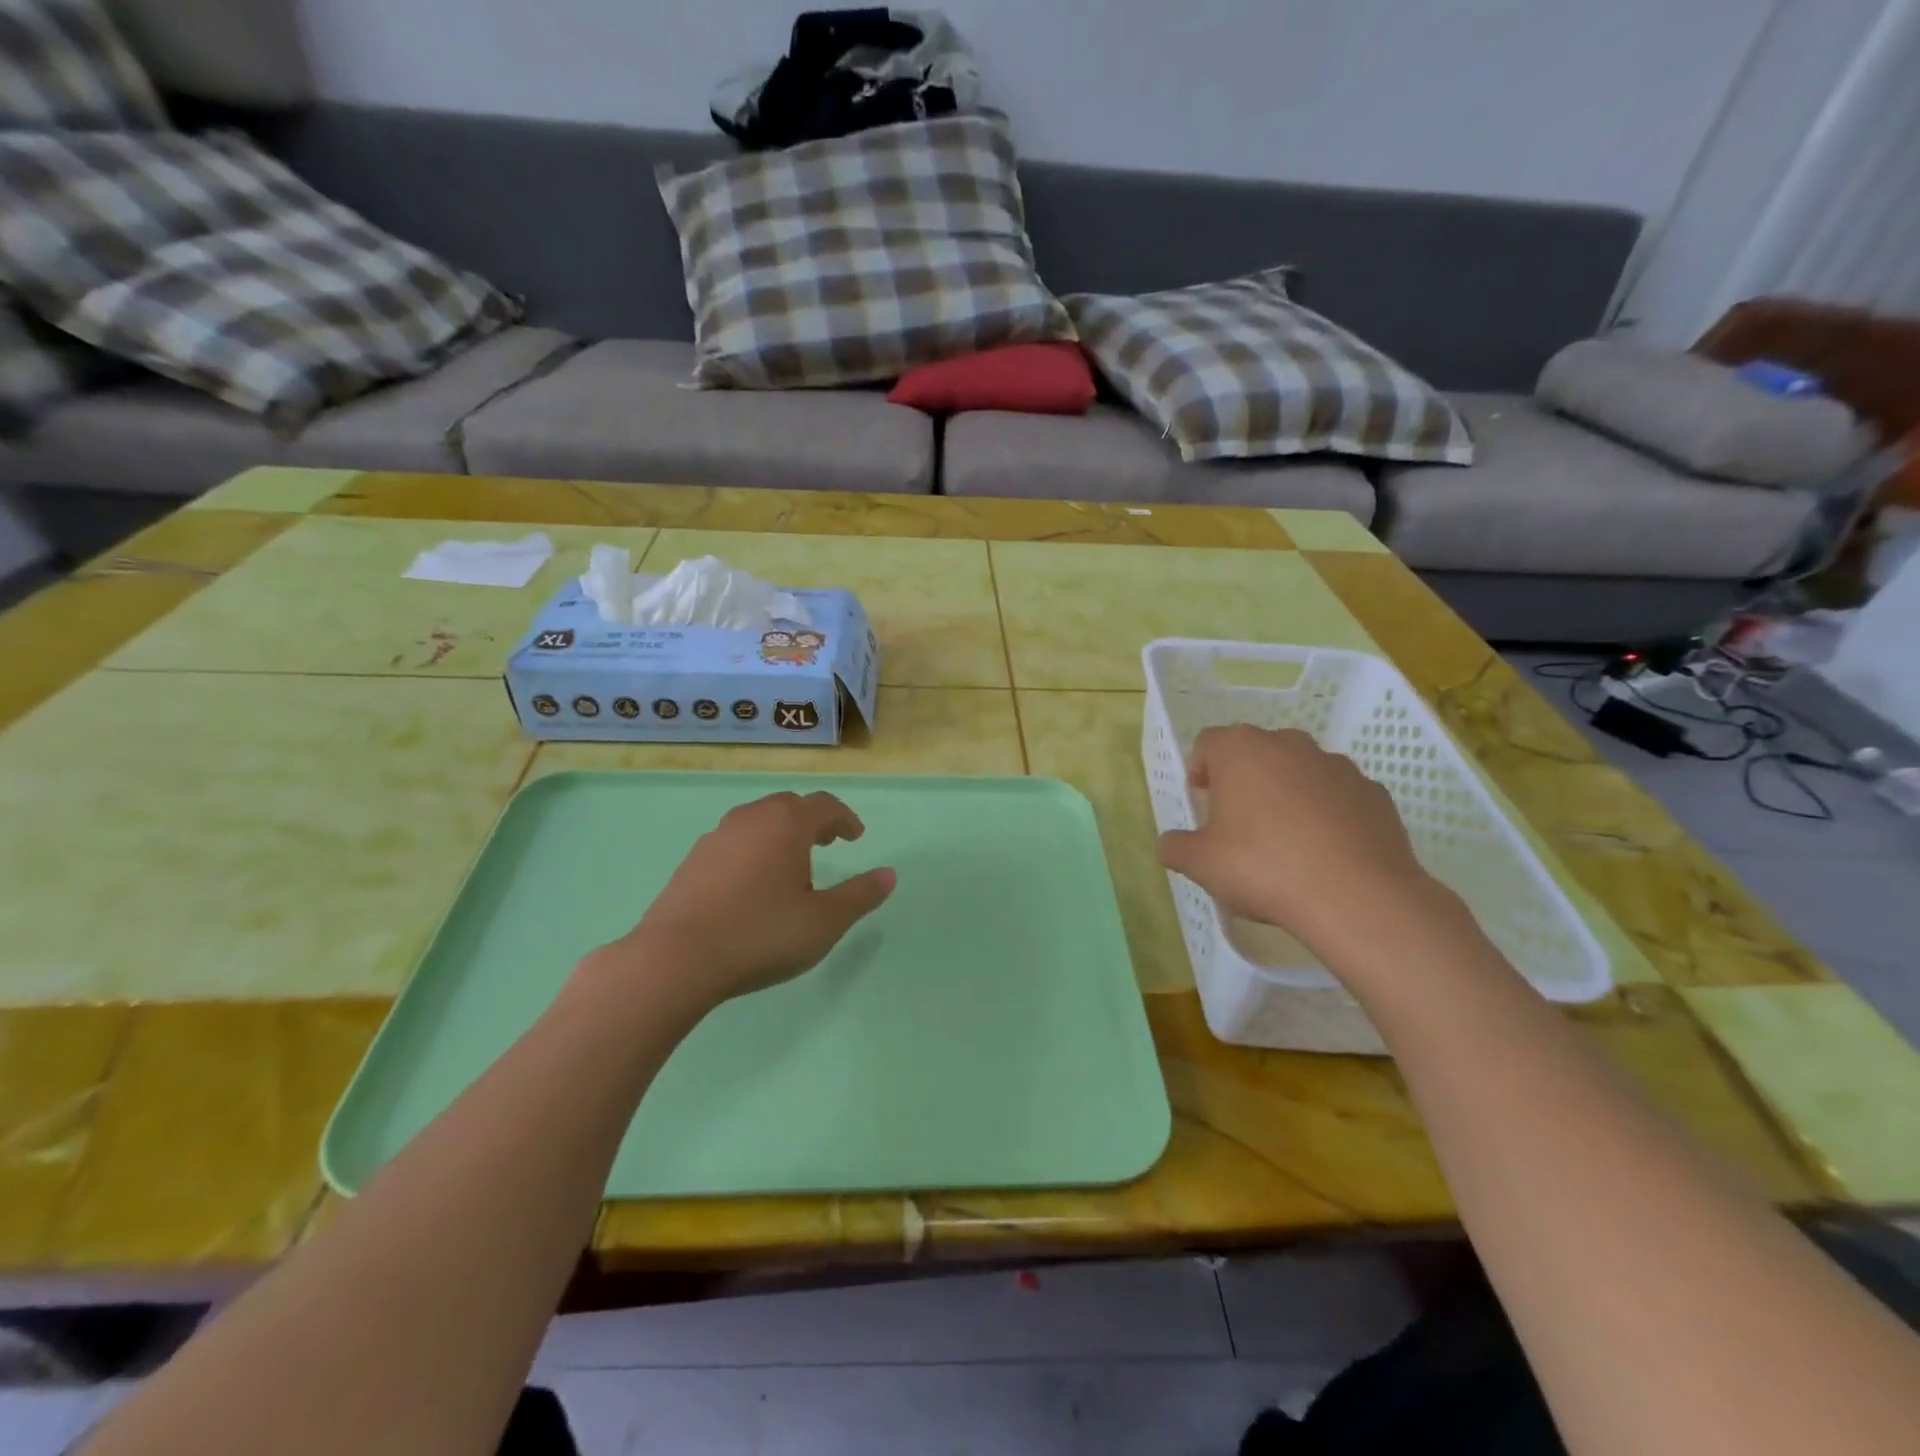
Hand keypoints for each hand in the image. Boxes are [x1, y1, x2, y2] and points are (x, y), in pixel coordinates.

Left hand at [598, 791, 895, 1009]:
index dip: (844, 818)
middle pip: (788, 806)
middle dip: (812, 820)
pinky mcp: (691, 861)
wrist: (675, 959)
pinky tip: (751, 883)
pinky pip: (733, 842)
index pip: (824, 805)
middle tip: (827, 842)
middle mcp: (750, 819)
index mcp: (786, 824)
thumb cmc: (762, 934)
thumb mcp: (824, 921)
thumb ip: (860, 895)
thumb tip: (889, 875)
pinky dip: (752, 850)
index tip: (855, 836)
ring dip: (779, 833)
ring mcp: (716, 838)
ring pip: (757, 821)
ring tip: (790, 862)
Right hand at [1156, 726, 1436, 957]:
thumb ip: (1176, 847)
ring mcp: (1337, 765)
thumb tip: (1169, 844)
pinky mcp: (1374, 792)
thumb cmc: (1263, 868)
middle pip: (1255, 752)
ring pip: (1299, 771)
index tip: (1201, 803)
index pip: (1208, 743)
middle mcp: (1288, 745)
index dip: (1199, 770)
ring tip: (1285, 842)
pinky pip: (1338, 795)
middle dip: (1244, 780)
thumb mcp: (1201, 864)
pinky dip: (1327, 813)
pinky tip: (1324, 852)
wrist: (1357, 897)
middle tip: (1238, 823)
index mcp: (1240, 750)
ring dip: (1287, 794)